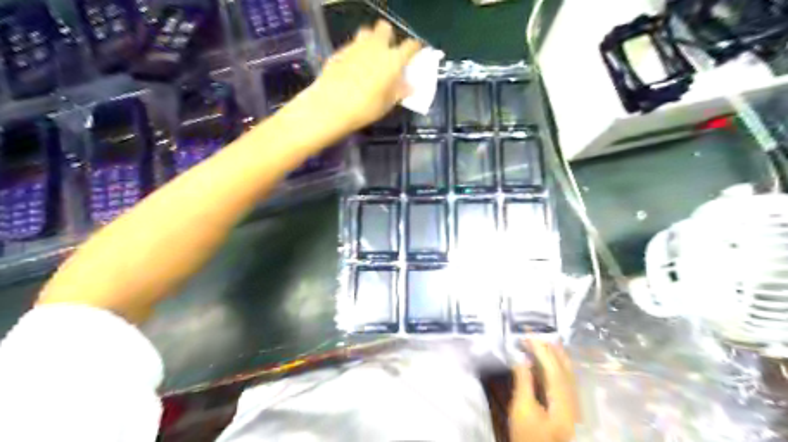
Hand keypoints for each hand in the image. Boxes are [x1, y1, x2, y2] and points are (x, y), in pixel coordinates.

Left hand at [304, 20, 421, 132]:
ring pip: (366, 33)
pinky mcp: (340, 51)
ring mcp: (356, 46)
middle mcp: (375, 47)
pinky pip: (352, 46)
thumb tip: (409, 86)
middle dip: (388, 37)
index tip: (416, 52)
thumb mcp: (387, 104)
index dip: (415, 47)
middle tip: (388, 53)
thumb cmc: (365, 108)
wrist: (331, 106)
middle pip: (385, 28)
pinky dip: (356, 53)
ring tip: (369, 58)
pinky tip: (352, 69)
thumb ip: (399, 91)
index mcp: (393, 60)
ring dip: (370, 41)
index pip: (410, 46)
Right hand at [508, 338, 580, 440]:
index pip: (551, 365)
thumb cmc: (530, 437)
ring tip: (544, 341)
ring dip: (555, 355)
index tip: (525, 335)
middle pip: (563, 367)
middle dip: (549, 348)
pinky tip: (552, 364)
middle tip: (534, 334)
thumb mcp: (522, 410)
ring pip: (567, 373)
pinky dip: (558, 367)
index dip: (539, 348)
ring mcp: (573, 405)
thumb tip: (521, 359)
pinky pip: (566, 380)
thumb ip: (524, 382)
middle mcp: (572, 398)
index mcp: (561, 398)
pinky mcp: (570, 410)